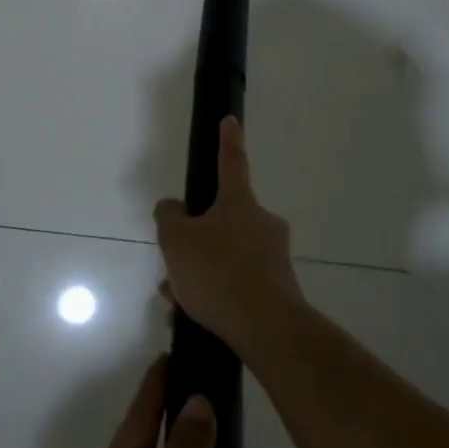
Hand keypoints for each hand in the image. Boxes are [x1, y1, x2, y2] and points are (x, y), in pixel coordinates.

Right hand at [154, 117, 305, 357]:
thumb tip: (173, 208)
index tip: (231, 120)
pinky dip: (217, 293)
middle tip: (175, 262)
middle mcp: (262, 223)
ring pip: (227, 255)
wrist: (267, 327)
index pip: (231, 162)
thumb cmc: (218, 272)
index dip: (227, 140)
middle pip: (223, 220)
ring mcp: (274, 257)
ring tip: (178, 298)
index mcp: (239, 203)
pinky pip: (238, 283)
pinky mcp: (279, 288)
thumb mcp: (176, 240)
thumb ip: (169, 217)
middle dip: (197, 239)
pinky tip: (195, 314)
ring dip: (202, 271)